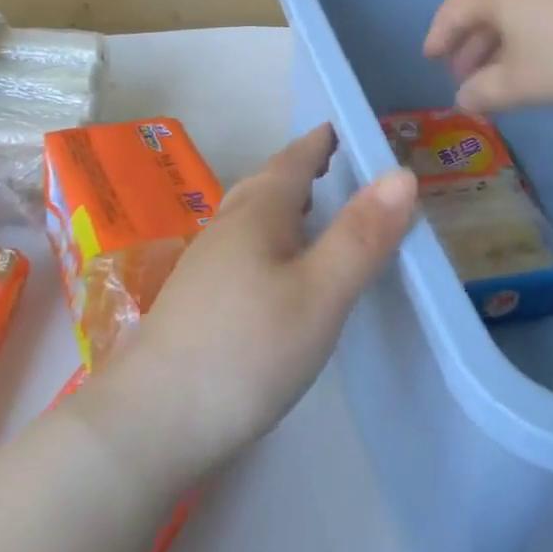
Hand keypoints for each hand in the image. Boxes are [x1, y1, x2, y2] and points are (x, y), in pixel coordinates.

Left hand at [92, 125, 415, 484]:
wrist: (150, 424)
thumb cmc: (245, 350)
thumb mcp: (320, 294)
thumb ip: (361, 235)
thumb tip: (402, 173)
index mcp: (258, 212)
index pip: (295, 158)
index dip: (322, 140)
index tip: (349, 127)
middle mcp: (227, 226)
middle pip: (269, 183)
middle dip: (304, 169)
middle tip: (341, 165)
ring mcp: (206, 264)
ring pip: (253, 216)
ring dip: (286, 203)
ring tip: (317, 210)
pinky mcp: (198, 300)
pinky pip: (245, 246)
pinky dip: (272, 238)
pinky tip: (279, 269)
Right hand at [425, 0, 552, 109]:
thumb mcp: (522, 82)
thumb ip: (484, 92)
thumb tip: (463, 99)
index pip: (452, 10)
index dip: (438, 37)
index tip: (430, 59)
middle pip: (483, 3)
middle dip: (470, 40)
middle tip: (465, 73)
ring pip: (515, 1)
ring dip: (501, 34)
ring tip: (502, 67)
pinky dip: (531, 25)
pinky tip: (542, 49)